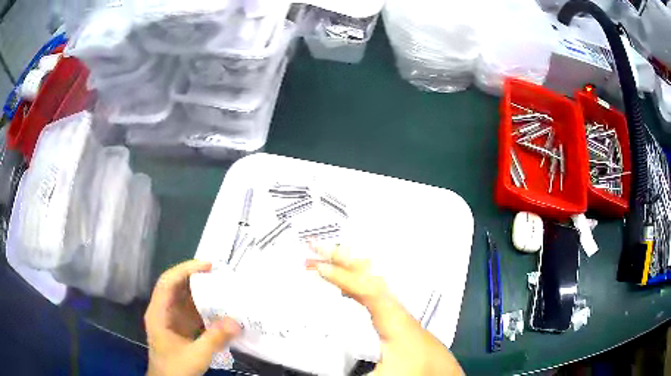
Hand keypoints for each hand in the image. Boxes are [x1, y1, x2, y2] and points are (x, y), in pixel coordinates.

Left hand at [145, 260, 240, 375]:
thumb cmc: (175, 368)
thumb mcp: (196, 355)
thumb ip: (214, 339)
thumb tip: (236, 322)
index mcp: (158, 313)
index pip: (167, 282)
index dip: (185, 270)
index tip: (207, 266)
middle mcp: (163, 311)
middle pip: (176, 286)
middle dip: (195, 277)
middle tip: (219, 273)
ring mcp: (171, 319)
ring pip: (185, 298)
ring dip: (201, 291)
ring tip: (222, 286)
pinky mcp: (180, 327)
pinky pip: (192, 311)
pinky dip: (205, 307)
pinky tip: (220, 308)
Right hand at [308, 244, 463, 375]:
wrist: (440, 374)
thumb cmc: (415, 371)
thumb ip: (349, 373)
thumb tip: (321, 369)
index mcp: (392, 318)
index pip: (367, 288)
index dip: (343, 276)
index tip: (318, 268)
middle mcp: (394, 307)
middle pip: (369, 273)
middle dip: (342, 258)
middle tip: (315, 247)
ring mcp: (394, 308)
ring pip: (370, 277)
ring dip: (347, 264)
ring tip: (324, 256)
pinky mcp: (393, 315)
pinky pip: (371, 288)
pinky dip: (354, 278)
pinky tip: (344, 282)